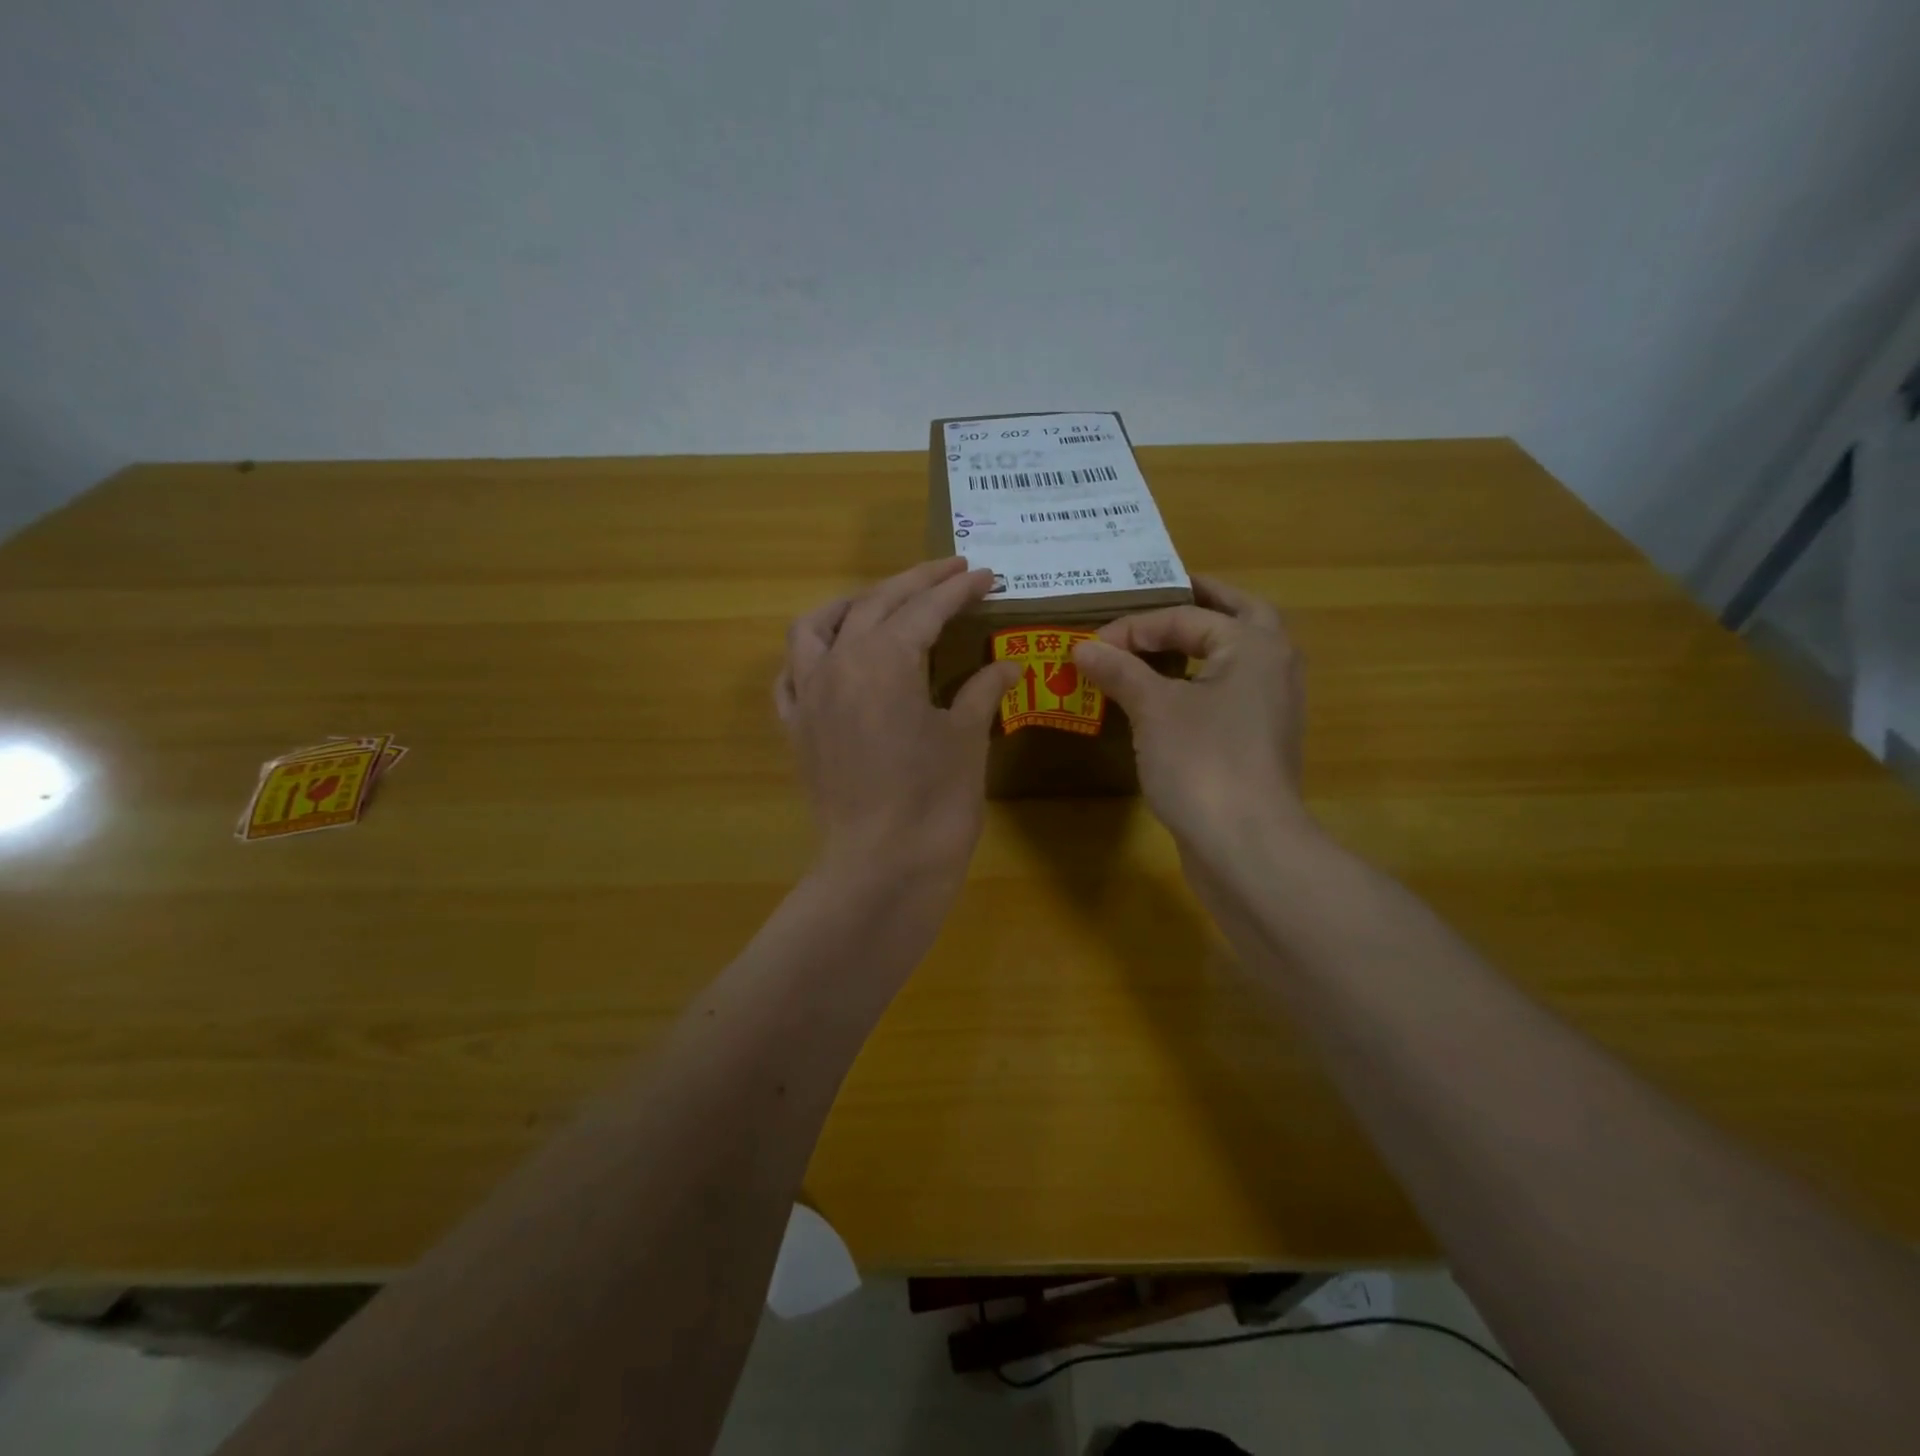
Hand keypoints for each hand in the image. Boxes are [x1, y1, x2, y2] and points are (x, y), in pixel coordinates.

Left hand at [776, 558, 1018, 885]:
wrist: (881, 868)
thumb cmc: (934, 802)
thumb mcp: (967, 738)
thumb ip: (982, 690)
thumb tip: (1009, 665)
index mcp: (885, 658)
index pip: (926, 608)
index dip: (959, 589)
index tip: (986, 575)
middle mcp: (838, 663)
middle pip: (876, 603)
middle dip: (916, 582)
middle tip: (953, 571)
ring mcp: (809, 695)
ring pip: (817, 627)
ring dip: (852, 604)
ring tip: (883, 601)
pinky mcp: (796, 729)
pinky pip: (791, 675)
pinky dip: (811, 655)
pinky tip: (833, 658)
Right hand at [1072, 575, 1312, 868]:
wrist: (1246, 845)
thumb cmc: (1202, 762)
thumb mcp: (1153, 709)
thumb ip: (1119, 670)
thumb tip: (1082, 647)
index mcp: (1254, 645)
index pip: (1187, 616)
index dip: (1135, 625)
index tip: (1091, 644)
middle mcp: (1273, 667)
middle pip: (1239, 617)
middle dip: (1203, 603)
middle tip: (1166, 593)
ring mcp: (1271, 707)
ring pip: (1238, 657)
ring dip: (1205, 642)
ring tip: (1164, 640)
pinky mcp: (1258, 742)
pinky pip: (1229, 693)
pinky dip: (1202, 681)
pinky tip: (1170, 695)